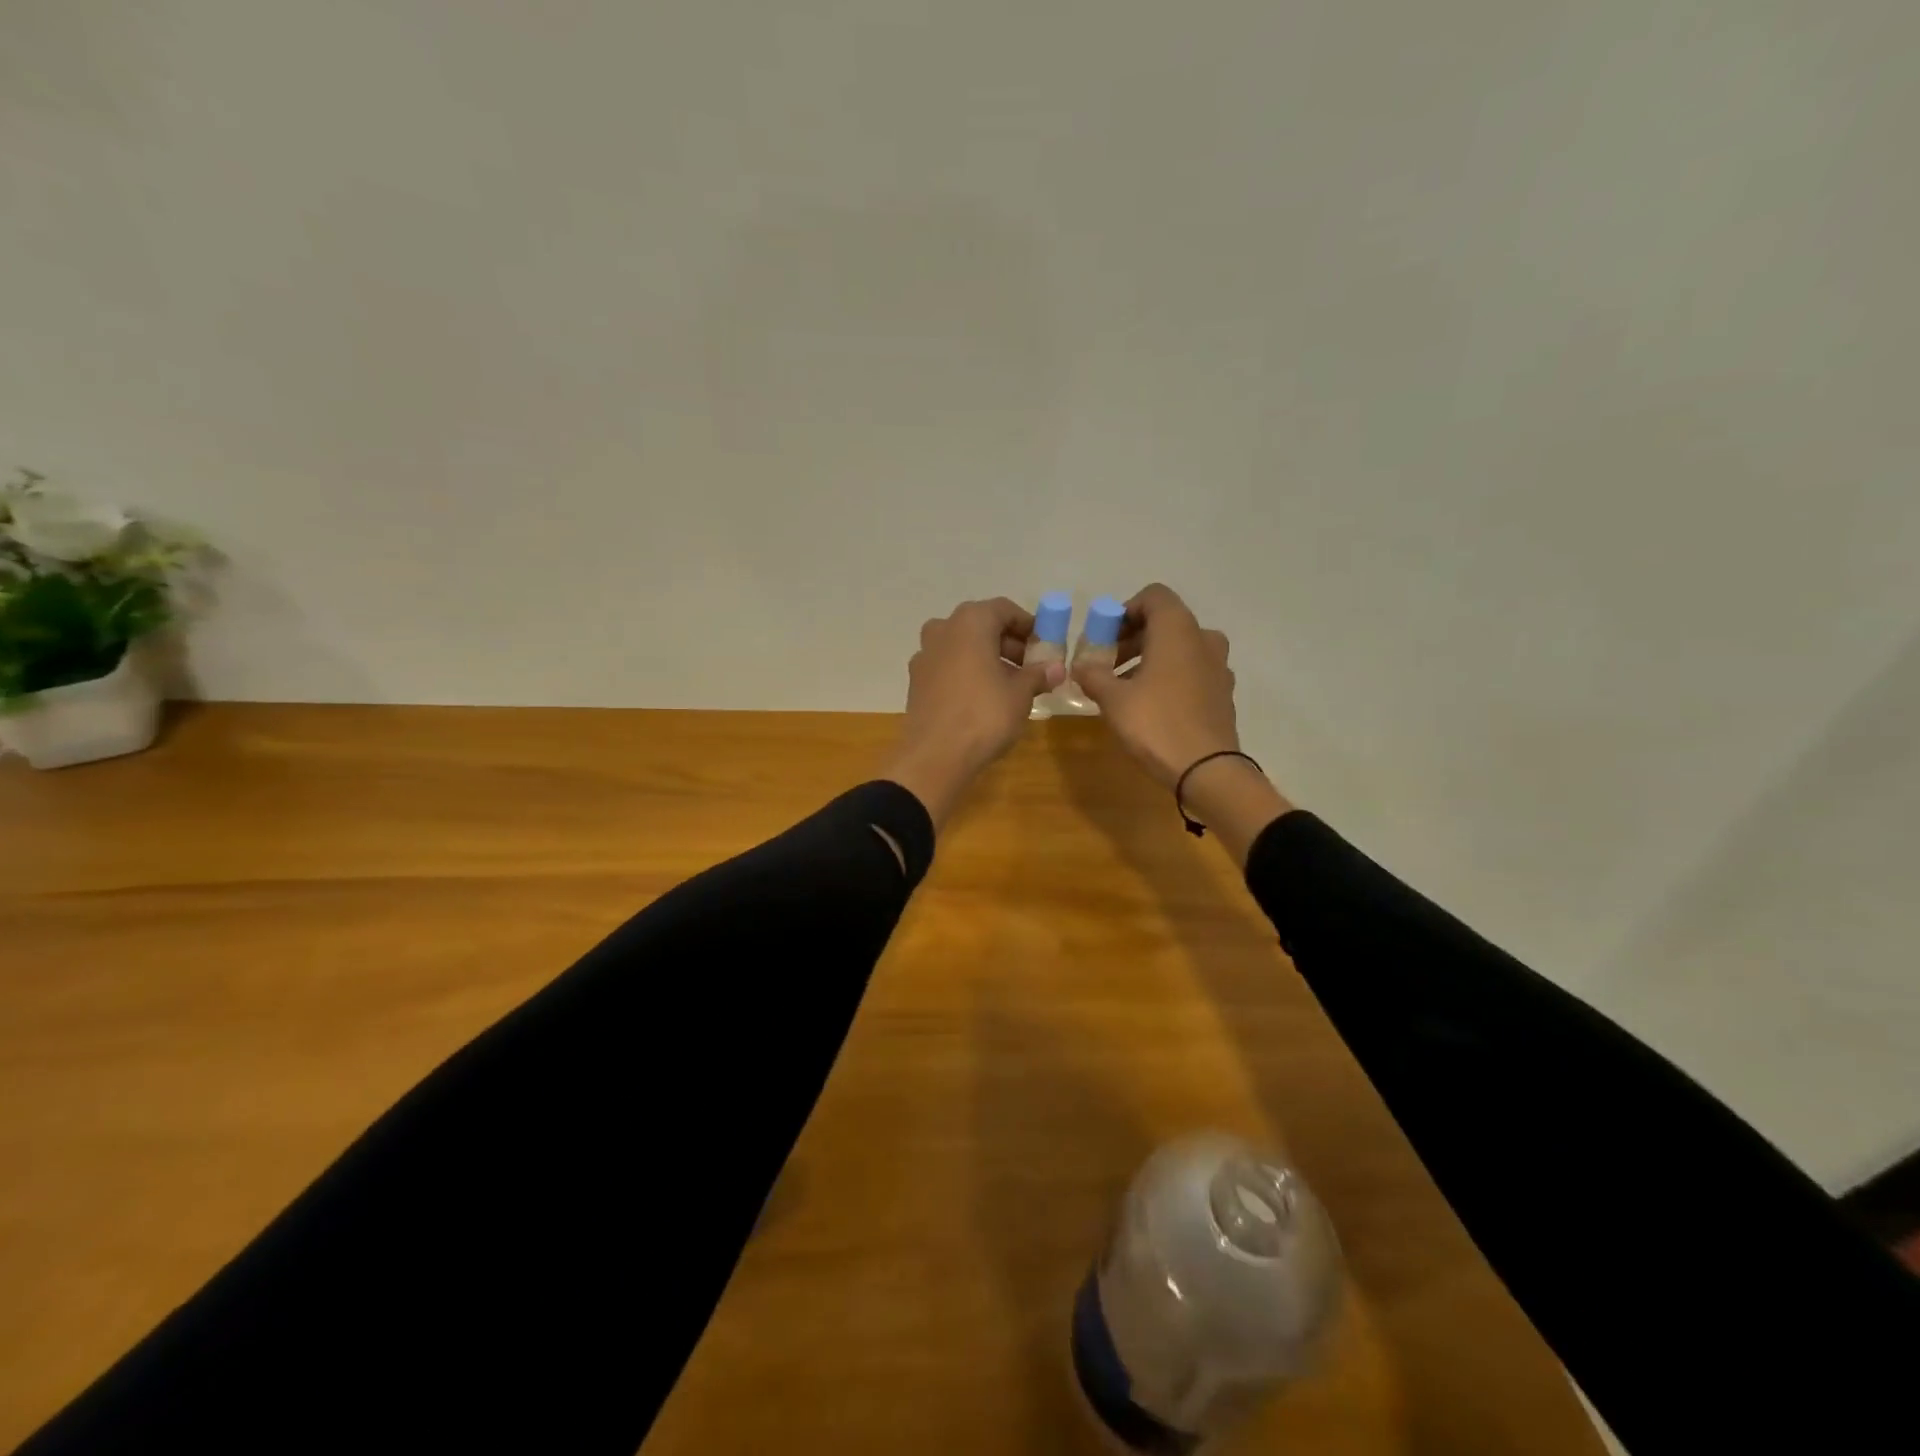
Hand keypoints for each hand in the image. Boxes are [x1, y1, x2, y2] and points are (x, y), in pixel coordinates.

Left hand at [882, 598, 1064, 824]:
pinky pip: (947, 667)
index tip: (1044, 646)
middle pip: (981, 626)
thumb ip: (1038, 674)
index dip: (1028, 626)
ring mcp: (924, 655)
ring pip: (962, 647)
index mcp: (970, 622)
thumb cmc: (984, 715)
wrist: (935, 756)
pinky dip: (966, 673)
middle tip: (1030, 668)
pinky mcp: (915, 681)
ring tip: (1010, 685)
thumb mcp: (1021, 694)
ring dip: (987, 659)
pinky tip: (982, 698)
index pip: (1004, 610)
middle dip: (1008, 644)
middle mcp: (942, 629)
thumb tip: (1056, 668)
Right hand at [1071, 583, 1240, 787]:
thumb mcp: (1113, 699)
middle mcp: (1203, 639)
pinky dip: (1169, 677)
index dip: (1124, 611)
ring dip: (1150, 659)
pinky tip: (1151, 706)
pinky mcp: (1223, 693)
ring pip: (1180, 649)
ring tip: (1124, 688)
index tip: (1104, 638)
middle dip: (1132, 638)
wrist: (1207, 770)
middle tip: (1107, 665)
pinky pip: (1192, 671)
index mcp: (1178, 630)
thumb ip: (1093, 675)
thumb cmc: (1156, 724)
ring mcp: (1218, 667)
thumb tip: (1081, 665)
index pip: (1153, 596)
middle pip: (1165, 623)